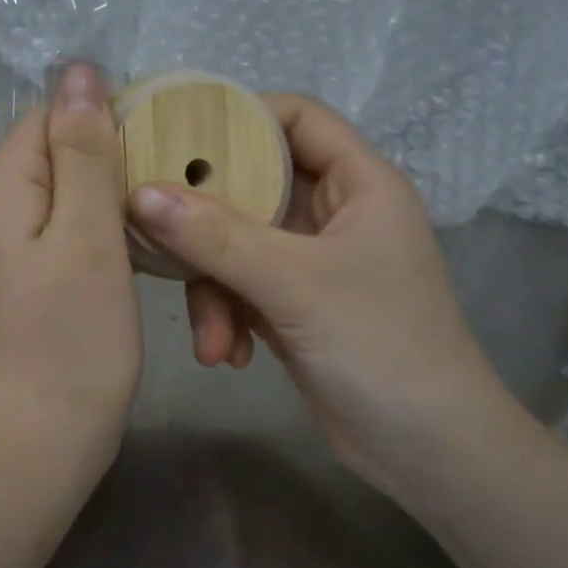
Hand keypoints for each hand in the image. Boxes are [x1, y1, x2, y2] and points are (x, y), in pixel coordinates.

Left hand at [0, 63, 141, 467]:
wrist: (32, 445)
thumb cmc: (73, 342)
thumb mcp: (90, 236)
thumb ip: (83, 149)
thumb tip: (77, 71)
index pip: (53, 117)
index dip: (109, 132)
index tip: (152, 174)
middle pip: (47, 155)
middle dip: (101, 173)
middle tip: (150, 220)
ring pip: (46, 195)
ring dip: (92, 208)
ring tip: (134, 246)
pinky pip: (36, 231)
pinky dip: (72, 237)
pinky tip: (102, 267)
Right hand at [126, 95, 511, 484]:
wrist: (428, 450)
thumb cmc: (381, 347)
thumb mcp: (295, 284)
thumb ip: (216, 237)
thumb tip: (140, 194)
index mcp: (359, 183)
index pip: (298, 117)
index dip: (242, 117)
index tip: (178, 136)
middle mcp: (336, 212)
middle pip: (253, 185)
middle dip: (208, 224)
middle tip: (158, 235)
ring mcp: (314, 260)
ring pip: (238, 243)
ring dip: (215, 289)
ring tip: (212, 339)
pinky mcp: (296, 303)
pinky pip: (242, 286)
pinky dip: (228, 316)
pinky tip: (227, 356)